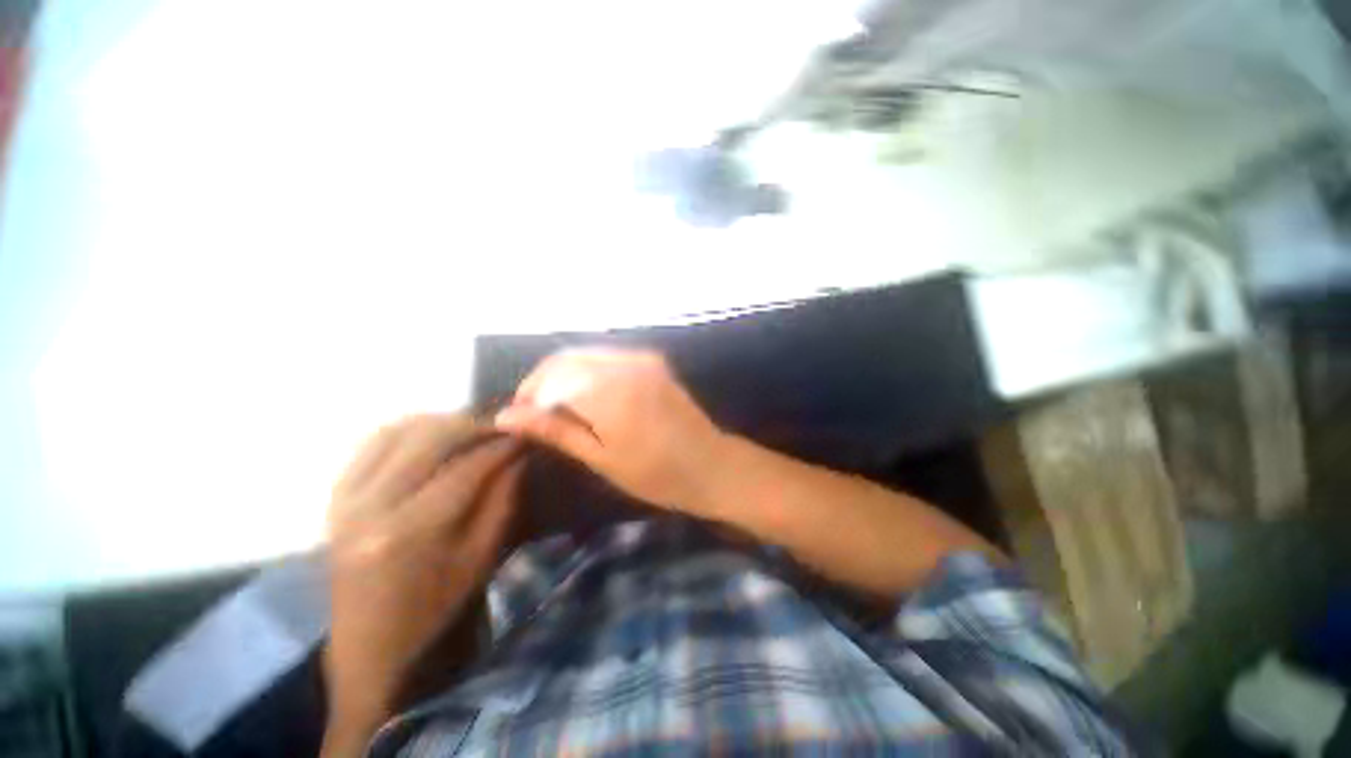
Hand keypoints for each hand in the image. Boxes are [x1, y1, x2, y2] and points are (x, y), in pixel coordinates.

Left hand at [322, 415, 520, 753]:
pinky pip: (371, 444)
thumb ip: (503, 497)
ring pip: (397, 430)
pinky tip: (431, 436)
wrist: (373, 651)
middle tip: (502, 428)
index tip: (528, 432)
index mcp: (410, 531)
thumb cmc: (438, 611)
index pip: (467, 466)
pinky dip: (406, 430)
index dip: (503, 444)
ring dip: (441, 422)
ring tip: (471, 429)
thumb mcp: (483, 556)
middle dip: (474, 424)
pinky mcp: (335, 499)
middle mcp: (369, 506)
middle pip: (429, 437)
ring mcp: (345, 500)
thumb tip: (519, 452)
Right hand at [494, 348, 725, 513]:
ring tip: (557, 407)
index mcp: (610, 390)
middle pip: (567, 358)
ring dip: (565, 376)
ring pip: (586, 355)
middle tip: (534, 413)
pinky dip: (588, 372)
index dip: (529, 394)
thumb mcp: (600, 457)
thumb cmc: (656, 474)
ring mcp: (642, 358)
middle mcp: (625, 363)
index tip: (519, 417)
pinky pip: (608, 357)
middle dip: (544, 381)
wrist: (711, 464)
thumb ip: (555, 430)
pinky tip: (586, 397)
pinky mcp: (652, 361)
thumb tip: (507, 416)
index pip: (552, 376)